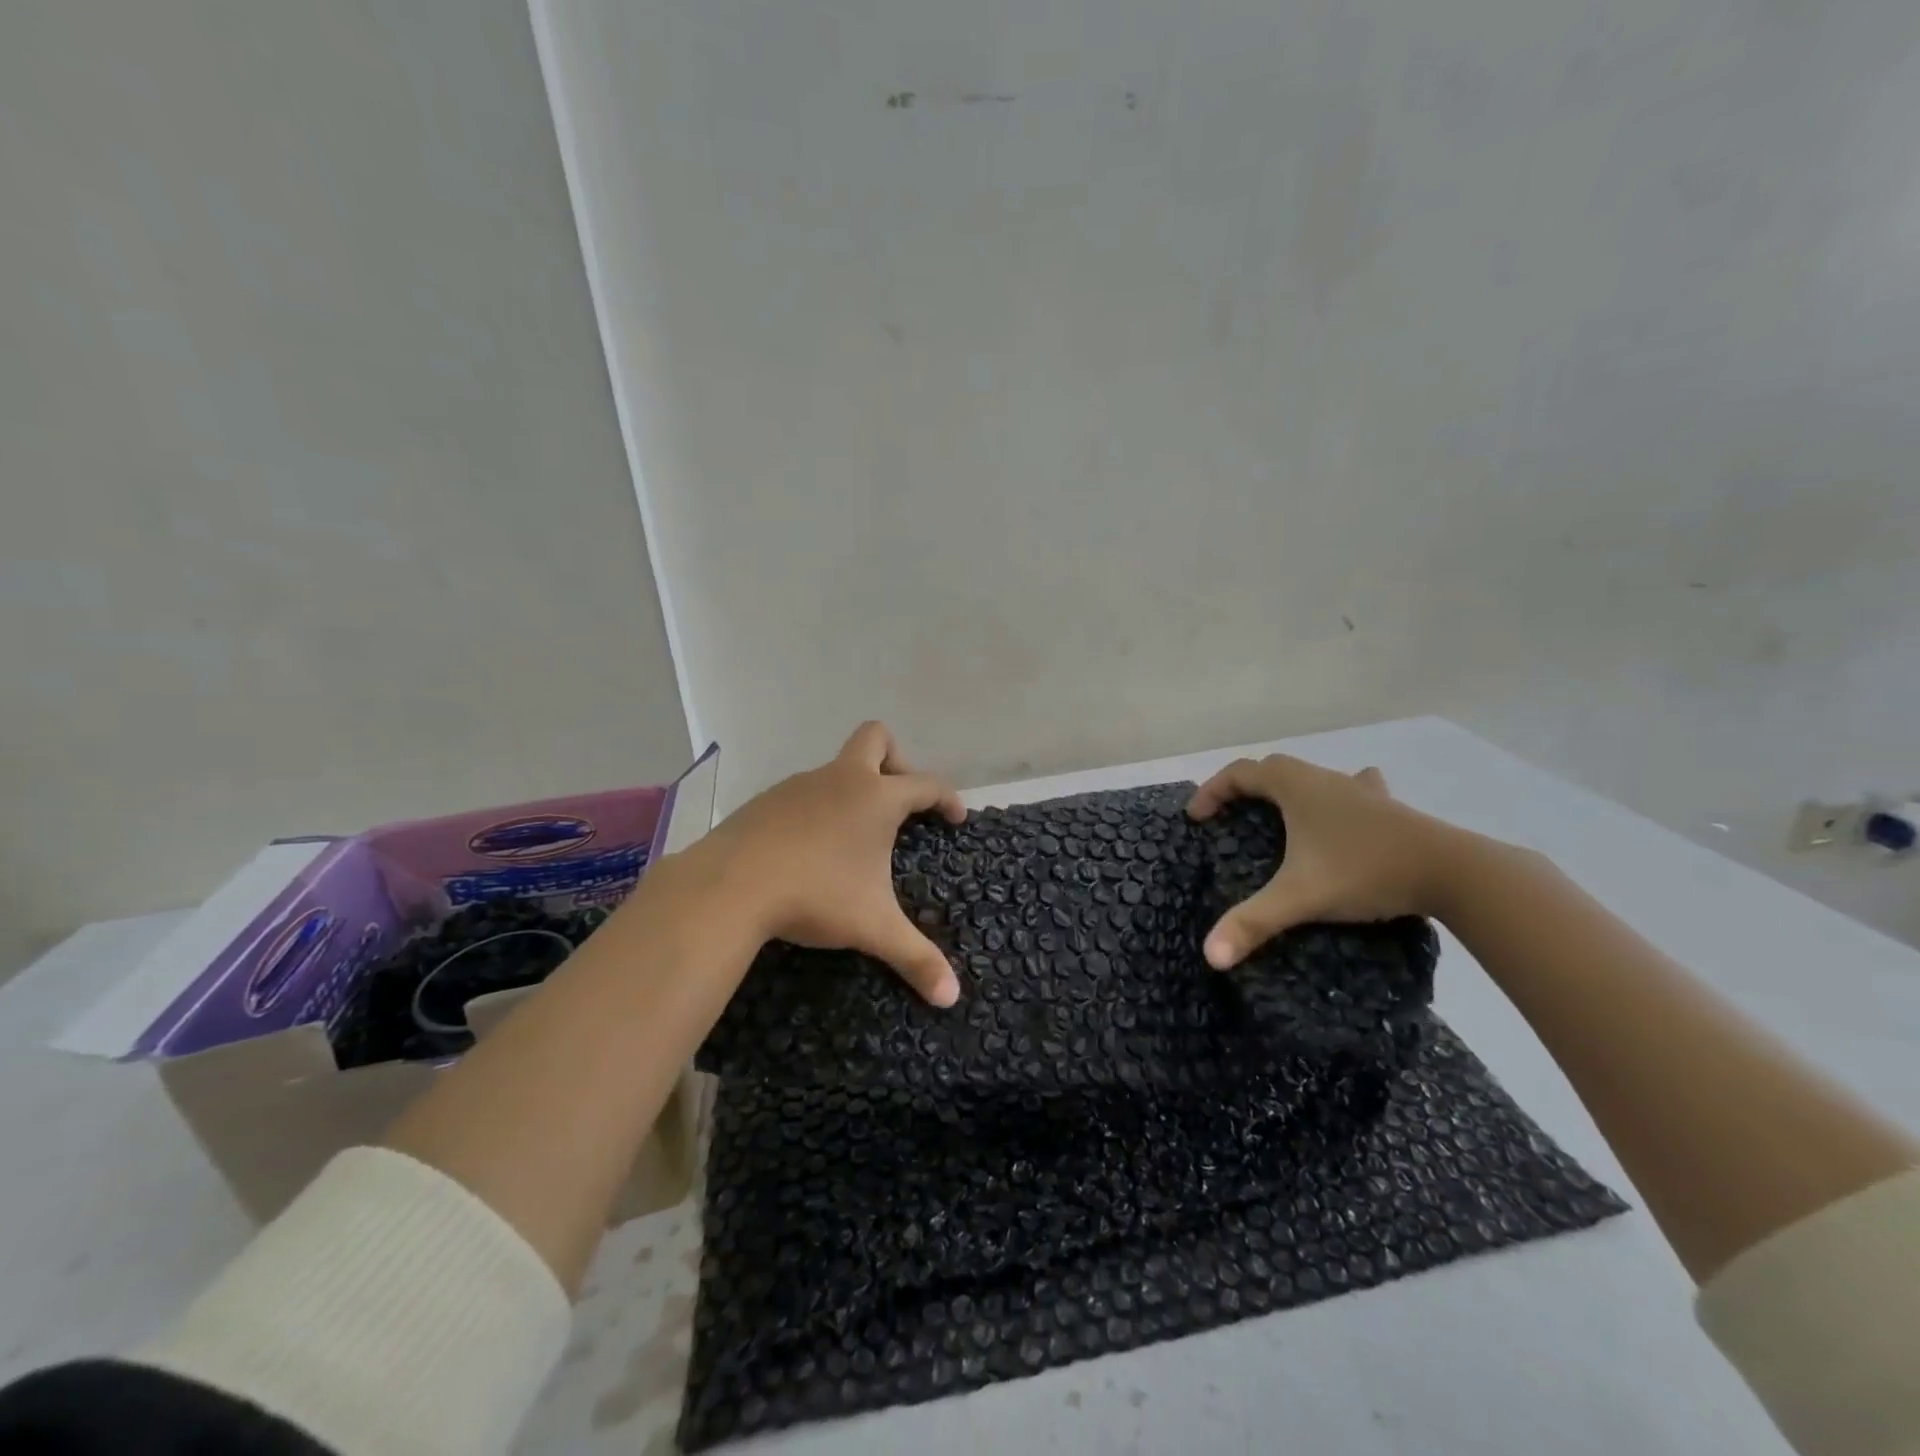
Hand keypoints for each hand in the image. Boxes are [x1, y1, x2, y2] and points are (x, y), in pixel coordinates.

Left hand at [699, 721, 966, 1005]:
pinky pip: (804, 791)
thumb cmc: (814, 896)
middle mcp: (841, 779)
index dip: (948, 797)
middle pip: (876, 737)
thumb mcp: (872, 928)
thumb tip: (951, 997)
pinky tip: (810, 849)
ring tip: (854, 838)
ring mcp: (799, 784)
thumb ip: (916, 958)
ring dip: (854, 789)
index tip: (956, 818)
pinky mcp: (766, 800)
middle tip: (901, 803)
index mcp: (876, 798)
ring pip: (836, 767)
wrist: (728, 886)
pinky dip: (819, 808)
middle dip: (897, 760)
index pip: (927, 783)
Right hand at [1186, 754, 1456, 969]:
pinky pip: (1353, 790)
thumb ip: (1253, 922)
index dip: (1212, 791)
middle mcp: (1325, 780)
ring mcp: (1360, 792)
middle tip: (1230, 819)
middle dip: (1244, 790)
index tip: (1197, 819)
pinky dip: (1336, 799)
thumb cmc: (1366, 870)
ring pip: (1313, 778)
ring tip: (1281, 816)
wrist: (1453, 872)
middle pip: (1272, 770)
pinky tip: (1345, 815)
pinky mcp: (1388, 809)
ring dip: (1289, 791)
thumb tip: (1209, 955)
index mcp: (1296, 787)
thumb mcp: (1301, 897)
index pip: (1240, 773)